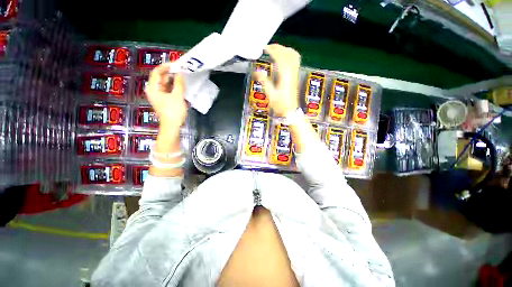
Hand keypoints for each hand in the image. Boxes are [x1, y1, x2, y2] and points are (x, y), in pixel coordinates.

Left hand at [145, 63, 186, 127]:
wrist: (172, 126)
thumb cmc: (173, 111)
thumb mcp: (177, 96)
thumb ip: (179, 83)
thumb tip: (181, 73)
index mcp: (153, 88)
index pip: (157, 72)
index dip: (166, 66)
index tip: (177, 64)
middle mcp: (154, 90)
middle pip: (161, 77)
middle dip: (171, 73)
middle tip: (182, 70)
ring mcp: (159, 96)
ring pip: (165, 84)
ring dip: (173, 80)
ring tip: (183, 76)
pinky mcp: (164, 100)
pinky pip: (168, 90)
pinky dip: (174, 87)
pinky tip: (181, 86)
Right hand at [255, 44, 300, 116]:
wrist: (290, 110)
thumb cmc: (280, 104)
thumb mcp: (270, 94)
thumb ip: (264, 81)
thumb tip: (257, 71)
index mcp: (284, 75)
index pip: (279, 57)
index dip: (272, 51)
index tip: (264, 48)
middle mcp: (291, 71)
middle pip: (286, 54)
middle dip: (277, 48)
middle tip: (268, 47)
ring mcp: (295, 73)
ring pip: (292, 56)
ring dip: (284, 50)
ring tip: (275, 49)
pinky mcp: (295, 76)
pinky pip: (296, 61)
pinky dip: (291, 55)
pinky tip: (286, 56)